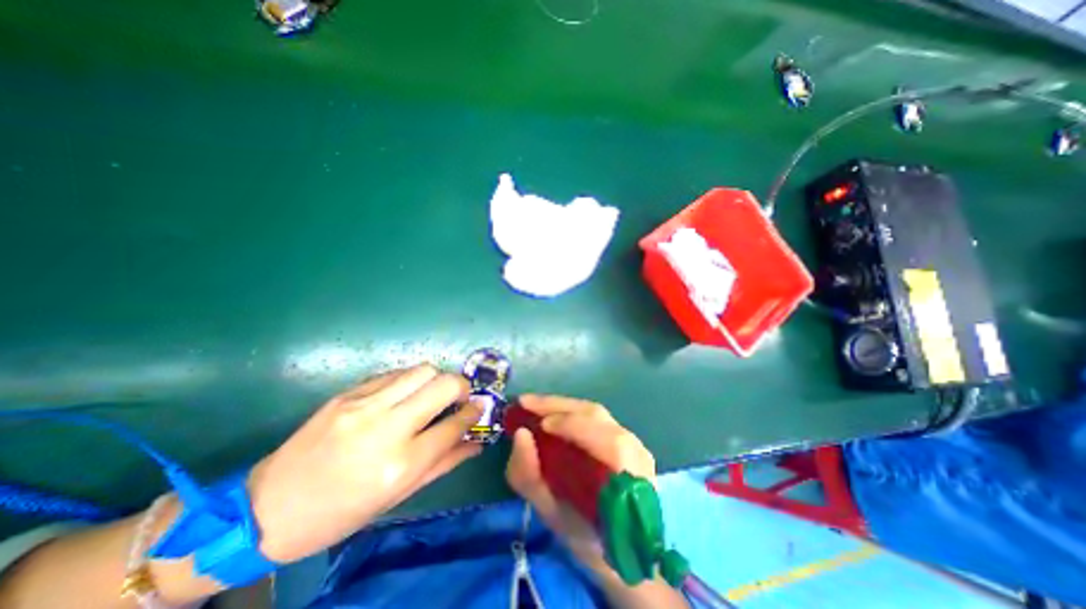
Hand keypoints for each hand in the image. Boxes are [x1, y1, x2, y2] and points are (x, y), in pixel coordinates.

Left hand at [248, 364, 485, 564]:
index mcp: (400, 463)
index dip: (473, 413)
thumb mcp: (398, 496)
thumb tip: (476, 442)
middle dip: (461, 386)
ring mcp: (364, 405)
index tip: (479, 408)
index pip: (454, 424)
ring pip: (421, 370)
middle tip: (460, 397)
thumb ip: (444, 463)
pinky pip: (393, 374)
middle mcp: (386, 428)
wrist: (266, 509)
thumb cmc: (340, 512)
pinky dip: (409, 381)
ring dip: (436, 379)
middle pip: (443, 385)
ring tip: (432, 394)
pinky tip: (403, 395)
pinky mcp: (347, 394)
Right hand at [508, 396, 655, 573]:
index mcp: (629, 480)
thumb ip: (531, 478)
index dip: (575, 427)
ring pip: (594, 412)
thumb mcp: (553, 515)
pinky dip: (569, 411)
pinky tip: (551, 413)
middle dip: (558, 406)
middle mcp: (636, 452)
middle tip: (525, 403)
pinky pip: (594, 417)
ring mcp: (633, 440)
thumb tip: (520, 434)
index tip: (541, 425)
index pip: (608, 442)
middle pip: (597, 415)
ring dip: (561, 406)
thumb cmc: (586, 537)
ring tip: (533, 406)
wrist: (618, 548)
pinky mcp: (625, 436)